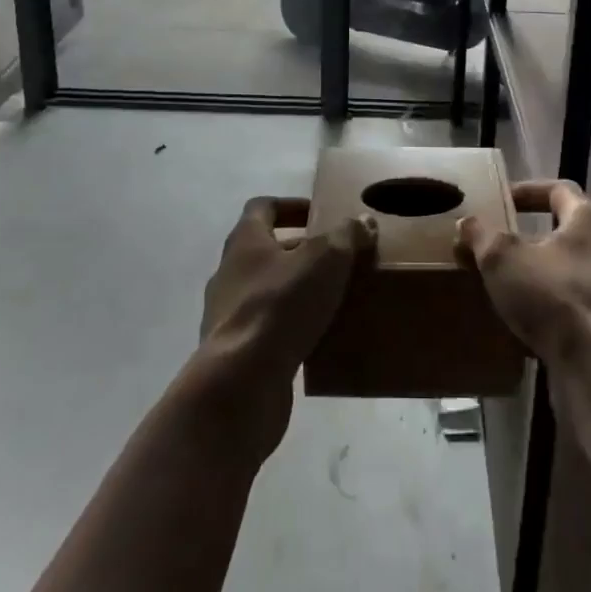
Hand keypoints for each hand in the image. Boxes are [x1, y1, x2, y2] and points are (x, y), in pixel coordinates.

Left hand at [196, 197, 375, 456]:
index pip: (262, 208)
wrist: (239, 385)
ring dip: (296, 291)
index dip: (291, 206)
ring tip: (333, 298)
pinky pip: (267, 330)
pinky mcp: (235, 353)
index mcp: (245, 241)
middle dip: (301, 251)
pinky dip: (290, 329)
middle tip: (337, 258)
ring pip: (267, 292)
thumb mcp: (325, 259)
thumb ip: (346, 235)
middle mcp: (229, 273)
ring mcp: (227, 315)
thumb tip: (363, 221)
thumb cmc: (280, 306)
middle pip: (266, 250)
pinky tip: (318, 339)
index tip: (319, 214)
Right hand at [455, 179, 590, 368]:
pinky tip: (525, 324)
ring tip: (506, 288)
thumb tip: (467, 222)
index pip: (559, 190)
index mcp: (589, 219)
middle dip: (531, 239)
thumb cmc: (554, 294)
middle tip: (498, 248)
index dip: (528, 191)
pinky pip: (576, 308)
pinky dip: (551, 310)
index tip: (501, 201)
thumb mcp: (503, 258)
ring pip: (570, 273)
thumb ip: (482, 236)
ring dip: (540, 276)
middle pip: (566, 233)